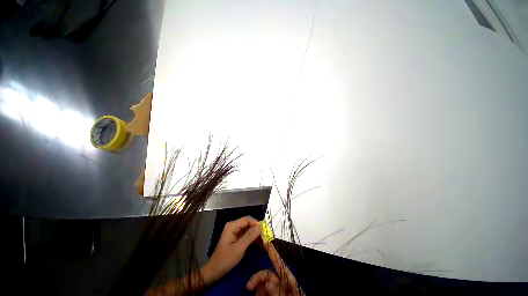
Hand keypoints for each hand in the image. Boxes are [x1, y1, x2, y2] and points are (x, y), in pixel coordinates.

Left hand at [202, 216, 261, 283]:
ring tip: (265, 241)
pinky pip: (247, 235)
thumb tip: (260, 227)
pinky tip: (260, 244)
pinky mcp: (236, 238)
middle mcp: (233, 226)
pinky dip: (253, 239)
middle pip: (248, 223)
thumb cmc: (225, 259)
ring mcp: (235, 232)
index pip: (247, 219)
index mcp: (232, 226)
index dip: (256, 223)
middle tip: (266, 236)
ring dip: (256, 234)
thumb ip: (249, 236)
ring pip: (249, 229)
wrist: (214, 271)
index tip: (265, 230)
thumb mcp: (239, 248)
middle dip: (257, 229)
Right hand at [246, 242, 303, 295]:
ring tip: (257, 295)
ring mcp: (275, 289)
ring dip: (258, 288)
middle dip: (257, 277)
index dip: (271, 250)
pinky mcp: (270, 294)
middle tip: (248, 286)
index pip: (278, 261)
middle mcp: (280, 281)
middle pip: (266, 273)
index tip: (265, 239)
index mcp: (288, 278)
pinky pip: (262, 291)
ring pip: (263, 284)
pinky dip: (259, 293)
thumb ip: (279, 290)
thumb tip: (267, 282)